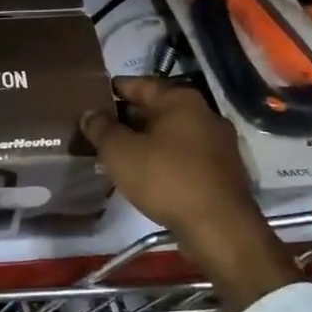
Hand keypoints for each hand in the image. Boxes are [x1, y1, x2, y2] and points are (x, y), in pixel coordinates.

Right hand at [80, 77, 299, 311]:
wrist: (219, 227)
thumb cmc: (166, 179)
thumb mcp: (120, 152)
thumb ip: (101, 128)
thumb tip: (90, 113)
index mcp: (181, 100)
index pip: (139, 83)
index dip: (112, 89)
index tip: (91, 97)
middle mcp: (204, 114)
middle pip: (156, 108)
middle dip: (127, 118)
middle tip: (98, 129)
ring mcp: (217, 143)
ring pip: (170, 134)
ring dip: (144, 140)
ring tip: (116, 153)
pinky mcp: (222, 171)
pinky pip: (184, 155)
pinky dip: (162, 158)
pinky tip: (144, 173)